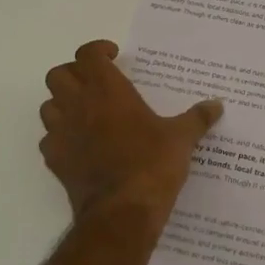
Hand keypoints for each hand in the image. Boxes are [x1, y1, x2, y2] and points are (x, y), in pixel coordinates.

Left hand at [39, 40, 222, 226]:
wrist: (121, 214)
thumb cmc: (152, 165)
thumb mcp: (182, 139)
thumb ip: (197, 118)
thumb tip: (217, 105)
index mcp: (108, 90)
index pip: (88, 55)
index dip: (98, 50)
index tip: (114, 57)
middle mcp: (79, 105)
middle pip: (58, 75)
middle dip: (74, 73)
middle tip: (96, 82)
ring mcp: (62, 134)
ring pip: (47, 105)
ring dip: (62, 103)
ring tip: (86, 111)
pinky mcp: (55, 161)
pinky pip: (49, 139)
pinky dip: (60, 136)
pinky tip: (80, 144)